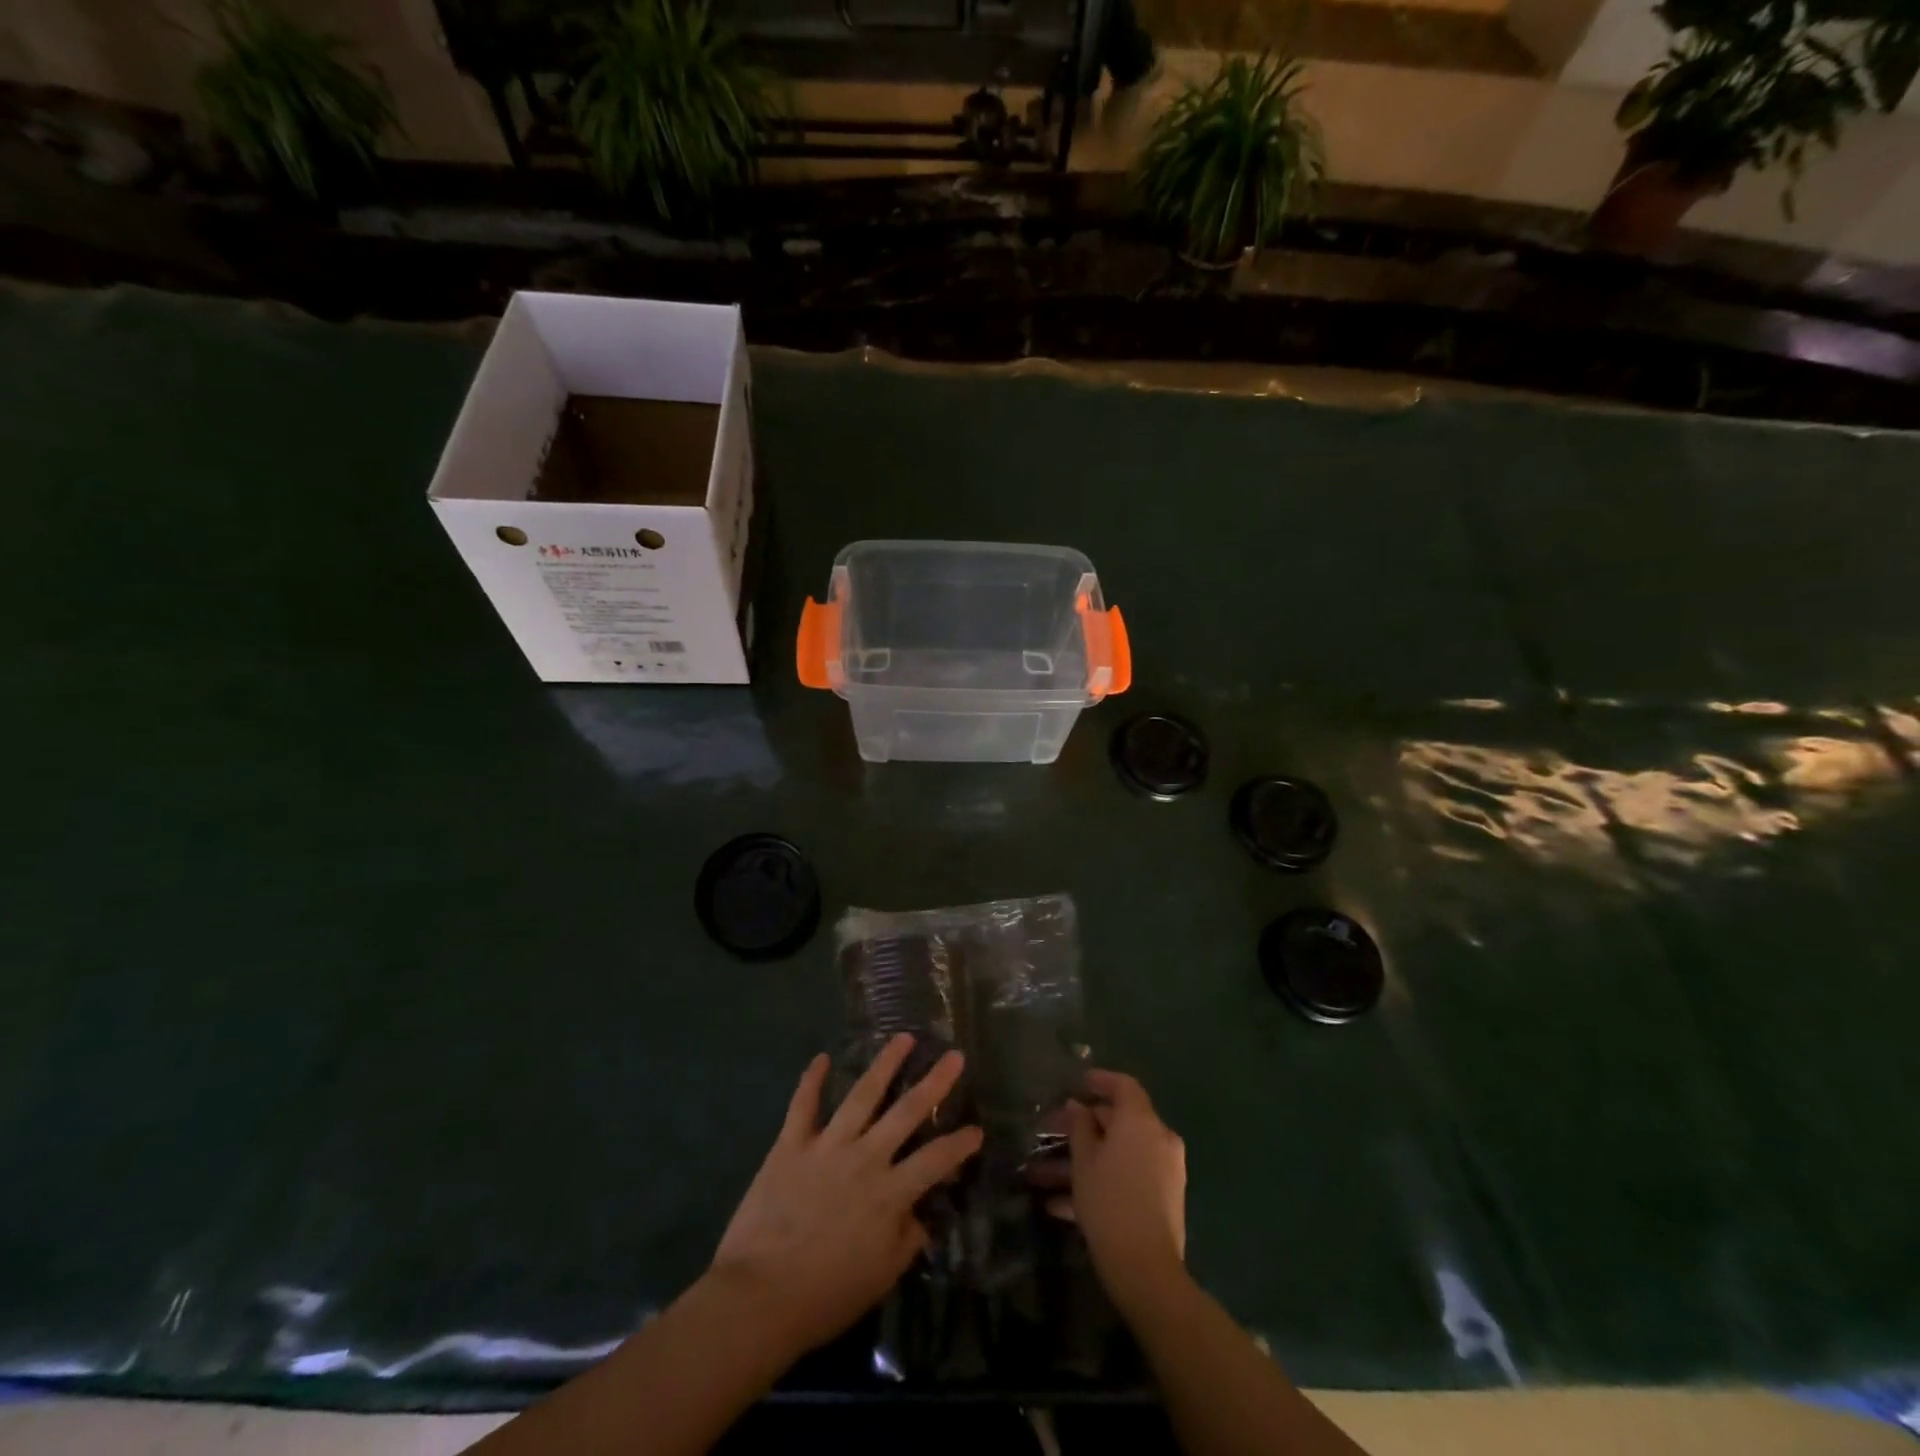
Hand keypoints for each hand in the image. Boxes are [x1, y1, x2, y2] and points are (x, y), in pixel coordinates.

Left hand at [709, 1033, 983, 1356]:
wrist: (759, 1298)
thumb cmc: (825, 1296)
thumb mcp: (881, 1277)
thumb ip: (906, 1240)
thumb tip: (921, 1215)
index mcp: (890, 1193)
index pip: (936, 1160)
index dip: (960, 1144)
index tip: (977, 1129)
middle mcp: (864, 1158)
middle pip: (906, 1112)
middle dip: (935, 1082)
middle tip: (954, 1055)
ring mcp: (826, 1146)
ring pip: (861, 1094)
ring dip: (884, 1063)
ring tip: (903, 1037)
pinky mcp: (790, 1145)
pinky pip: (802, 1105)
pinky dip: (811, 1080)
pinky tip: (820, 1057)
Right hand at [1050, 1068, 1186, 1311]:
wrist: (1146, 1270)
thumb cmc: (1109, 1202)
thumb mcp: (1084, 1161)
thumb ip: (1079, 1126)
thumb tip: (1077, 1106)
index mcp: (1142, 1121)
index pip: (1123, 1085)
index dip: (1100, 1080)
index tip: (1078, 1083)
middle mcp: (1159, 1139)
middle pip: (1118, 1122)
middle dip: (1082, 1128)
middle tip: (1050, 1133)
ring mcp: (1165, 1170)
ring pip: (1118, 1154)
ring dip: (1083, 1162)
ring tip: (1042, 1177)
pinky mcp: (1163, 1199)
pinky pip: (1127, 1178)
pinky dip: (1100, 1183)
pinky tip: (1060, 1205)